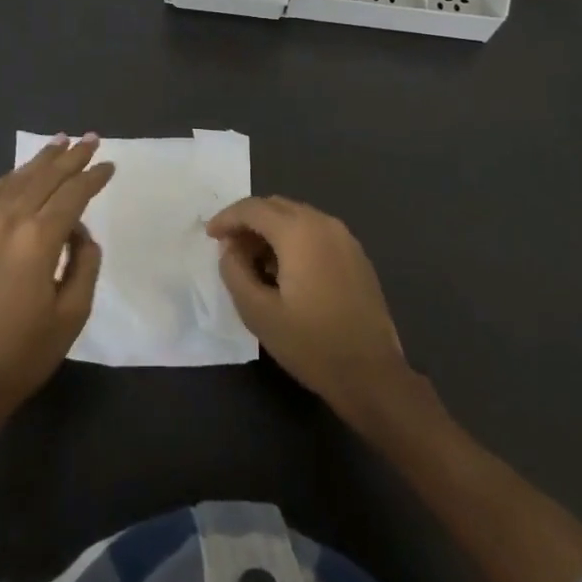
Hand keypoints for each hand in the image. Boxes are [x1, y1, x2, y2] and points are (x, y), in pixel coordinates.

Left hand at [0, 134, 112, 420]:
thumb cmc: (25, 353)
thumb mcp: (73, 313)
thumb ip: (85, 263)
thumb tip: (80, 233)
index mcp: (38, 240)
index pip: (72, 195)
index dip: (93, 177)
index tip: (109, 165)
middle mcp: (8, 223)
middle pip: (44, 178)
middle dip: (70, 157)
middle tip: (90, 138)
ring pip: (15, 181)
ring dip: (40, 160)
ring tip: (60, 142)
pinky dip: (8, 179)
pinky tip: (19, 173)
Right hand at [207, 196, 406, 414]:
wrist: (372, 375)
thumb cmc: (311, 344)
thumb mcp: (258, 313)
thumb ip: (235, 272)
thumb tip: (229, 248)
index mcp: (299, 232)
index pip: (253, 208)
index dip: (227, 218)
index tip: (210, 236)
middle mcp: (323, 223)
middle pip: (276, 206)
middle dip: (248, 221)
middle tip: (229, 248)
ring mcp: (345, 238)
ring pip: (297, 217)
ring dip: (270, 230)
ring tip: (253, 261)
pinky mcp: (356, 255)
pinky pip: (316, 232)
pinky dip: (293, 239)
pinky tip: (284, 270)